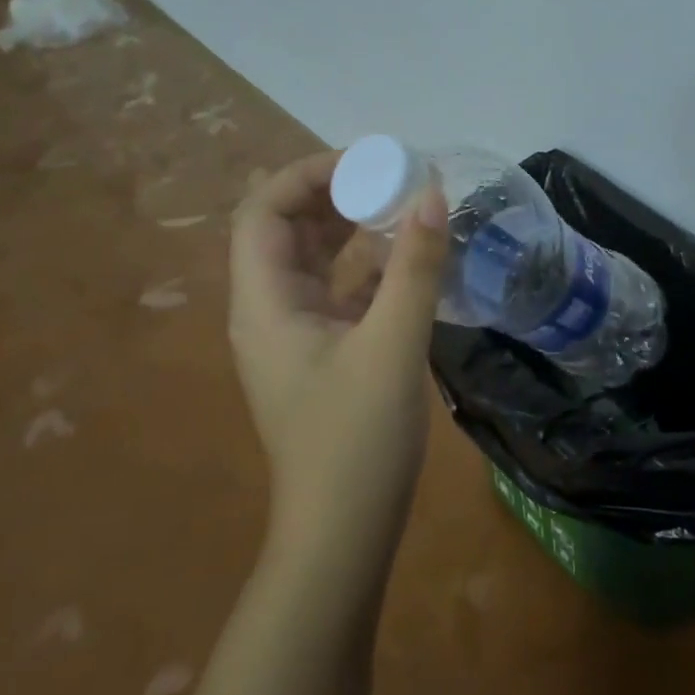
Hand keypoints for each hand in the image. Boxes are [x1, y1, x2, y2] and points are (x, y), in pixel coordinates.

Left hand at [229, 150, 447, 560]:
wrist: (343, 533)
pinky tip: (408, 258)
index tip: (369, 162)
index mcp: (264, 302)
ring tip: (402, 204)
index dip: (308, 173)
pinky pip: (338, 288)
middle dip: (334, 193)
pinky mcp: (323, 352)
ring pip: (313, 258)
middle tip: (393, 177)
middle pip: (285, 228)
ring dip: (351, 226)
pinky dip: (367, 264)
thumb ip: (414, 266)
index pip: (263, 210)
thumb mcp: (393, 345)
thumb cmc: (357, 439)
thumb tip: (432, 192)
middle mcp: (269, 309)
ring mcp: (295, 332)